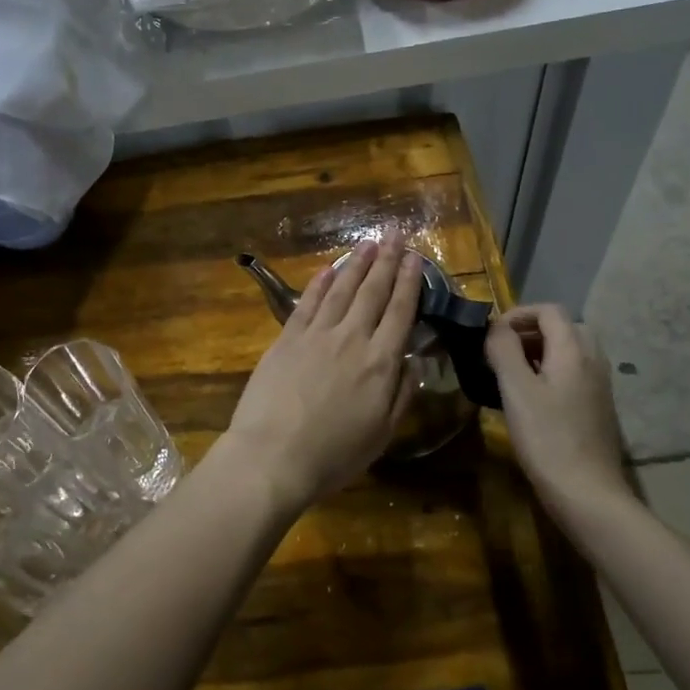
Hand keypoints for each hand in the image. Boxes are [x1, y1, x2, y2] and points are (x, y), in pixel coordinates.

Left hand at [221, 233, 424, 514]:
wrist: (273, 456)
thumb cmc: (333, 455)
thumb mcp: (381, 434)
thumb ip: (401, 394)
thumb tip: (414, 362)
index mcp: (380, 362)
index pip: (400, 312)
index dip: (410, 282)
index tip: (416, 258)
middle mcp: (351, 338)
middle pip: (372, 291)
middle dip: (386, 260)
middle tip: (394, 233)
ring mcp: (315, 335)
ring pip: (340, 289)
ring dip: (356, 263)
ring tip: (367, 243)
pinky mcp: (286, 338)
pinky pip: (306, 302)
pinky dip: (318, 282)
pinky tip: (327, 268)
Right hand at [485, 304, 631, 508]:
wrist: (586, 492)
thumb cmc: (546, 437)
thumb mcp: (516, 389)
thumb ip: (504, 350)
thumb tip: (496, 327)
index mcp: (574, 351)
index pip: (550, 311)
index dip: (518, 314)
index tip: (491, 335)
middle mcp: (592, 361)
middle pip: (563, 327)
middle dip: (530, 331)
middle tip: (502, 351)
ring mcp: (599, 385)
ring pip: (569, 351)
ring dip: (539, 352)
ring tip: (511, 373)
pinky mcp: (597, 407)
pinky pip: (573, 373)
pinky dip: (550, 371)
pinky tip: (530, 398)